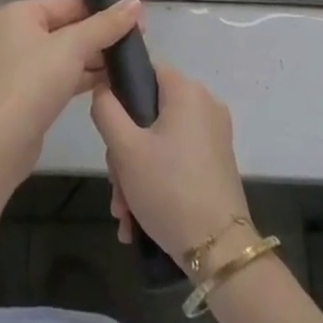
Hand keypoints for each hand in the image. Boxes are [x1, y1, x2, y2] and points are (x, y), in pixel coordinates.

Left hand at [0, 0, 141, 200]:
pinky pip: (62, 74)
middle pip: (68, 27)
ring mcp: (21, 64)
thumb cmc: (33, 81)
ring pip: (67, 53)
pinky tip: (113, 80)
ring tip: (132, 59)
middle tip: (139, 39)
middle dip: (101, 34)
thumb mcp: (73, 47)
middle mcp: (16, 34)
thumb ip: (105, 25)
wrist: (2, 141)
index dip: (103, 8)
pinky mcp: (29, 91)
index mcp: (19, 14)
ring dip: (96, 56)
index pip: (68, 2)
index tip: (137, 16)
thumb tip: (135, 3)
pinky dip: (84, 75)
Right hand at [91, 64, 250, 266]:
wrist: (219, 252)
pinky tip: (137, 218)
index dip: (120, 94)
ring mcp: (214, 136)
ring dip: (135, 173)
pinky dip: (156, 180)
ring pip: (159, 141)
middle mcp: (205, 106)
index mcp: (187, 91)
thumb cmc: (168, 189)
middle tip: (116, 185)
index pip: (145, 71)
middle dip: (124, 151)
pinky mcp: (216, 163)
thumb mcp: (124, 149)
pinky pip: (176, 159)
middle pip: (149, 113)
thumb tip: (103, 90)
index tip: (107, 130)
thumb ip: (106, 110)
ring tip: (124, 212)